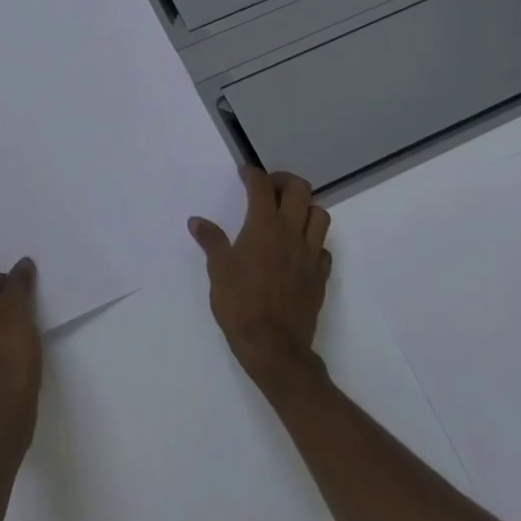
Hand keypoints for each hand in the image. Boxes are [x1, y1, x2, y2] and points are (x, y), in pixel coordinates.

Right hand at [189, 167, 332, 386]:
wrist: (274, 347)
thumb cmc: (240, 304)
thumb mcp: (218, 270)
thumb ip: (211, 241)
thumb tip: (197, 221)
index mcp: (264, 227)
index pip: (262, 186)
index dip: (252, 174)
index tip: (244, 173)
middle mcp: (291, 233)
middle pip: (300, 190)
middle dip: (284, 181)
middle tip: (268, 188)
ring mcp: (310, 254)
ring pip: (320, 215)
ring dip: (305, 207)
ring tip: (288, 214)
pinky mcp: (320, 276)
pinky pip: (323, 247)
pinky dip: (312, 240)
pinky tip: (298, 249)